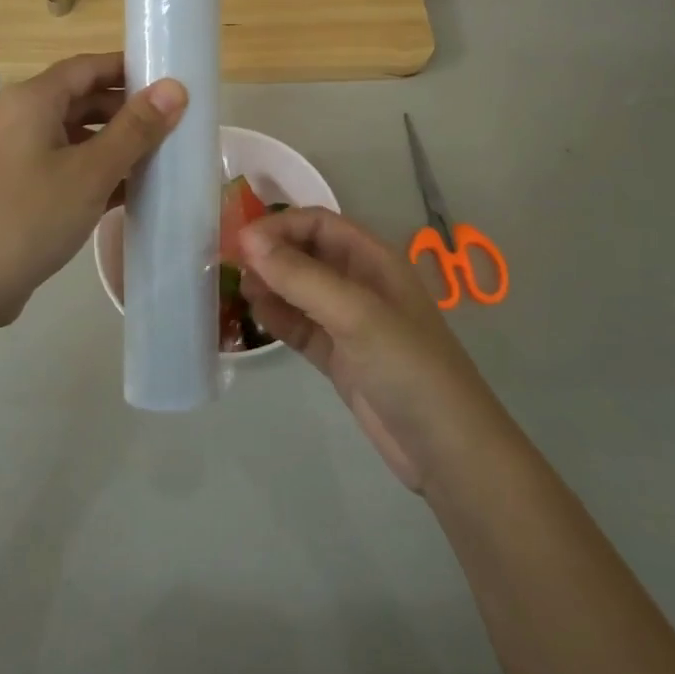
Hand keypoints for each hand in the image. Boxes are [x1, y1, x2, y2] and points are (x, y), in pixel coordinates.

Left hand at [0, 52, 186, 326]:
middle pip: (78, 99)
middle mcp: (13, 116)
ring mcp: (8, 153)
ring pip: (69, 134)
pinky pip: (57, 163)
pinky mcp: (9, 185)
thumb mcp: (91, 172)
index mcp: (29, 100)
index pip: (87, 66)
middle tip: (170, 126)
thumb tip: (175, 88)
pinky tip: (124, 191)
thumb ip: (135, 129)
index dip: (129, 69)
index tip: (170, 82)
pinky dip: (89, 169)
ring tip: (155, 159)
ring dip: (110, 144)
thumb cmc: (30, 218)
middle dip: (124, 111)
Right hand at [240, 208, 498, 491]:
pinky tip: (255, 315)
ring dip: (270, 284)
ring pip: (300, 290)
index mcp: (374, 261)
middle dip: (271, 253)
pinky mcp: (338, 357)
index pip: (319, 224)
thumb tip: (247, 239)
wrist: (445, 449)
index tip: (240, 241)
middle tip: (229, 264)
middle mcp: (360, 284)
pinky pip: (300, 326)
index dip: (280, 226)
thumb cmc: (407, 367)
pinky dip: (277, 318)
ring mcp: (349, 323)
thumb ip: (301, 276)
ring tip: (238, 288)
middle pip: (307, 253)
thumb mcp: (355, 315)